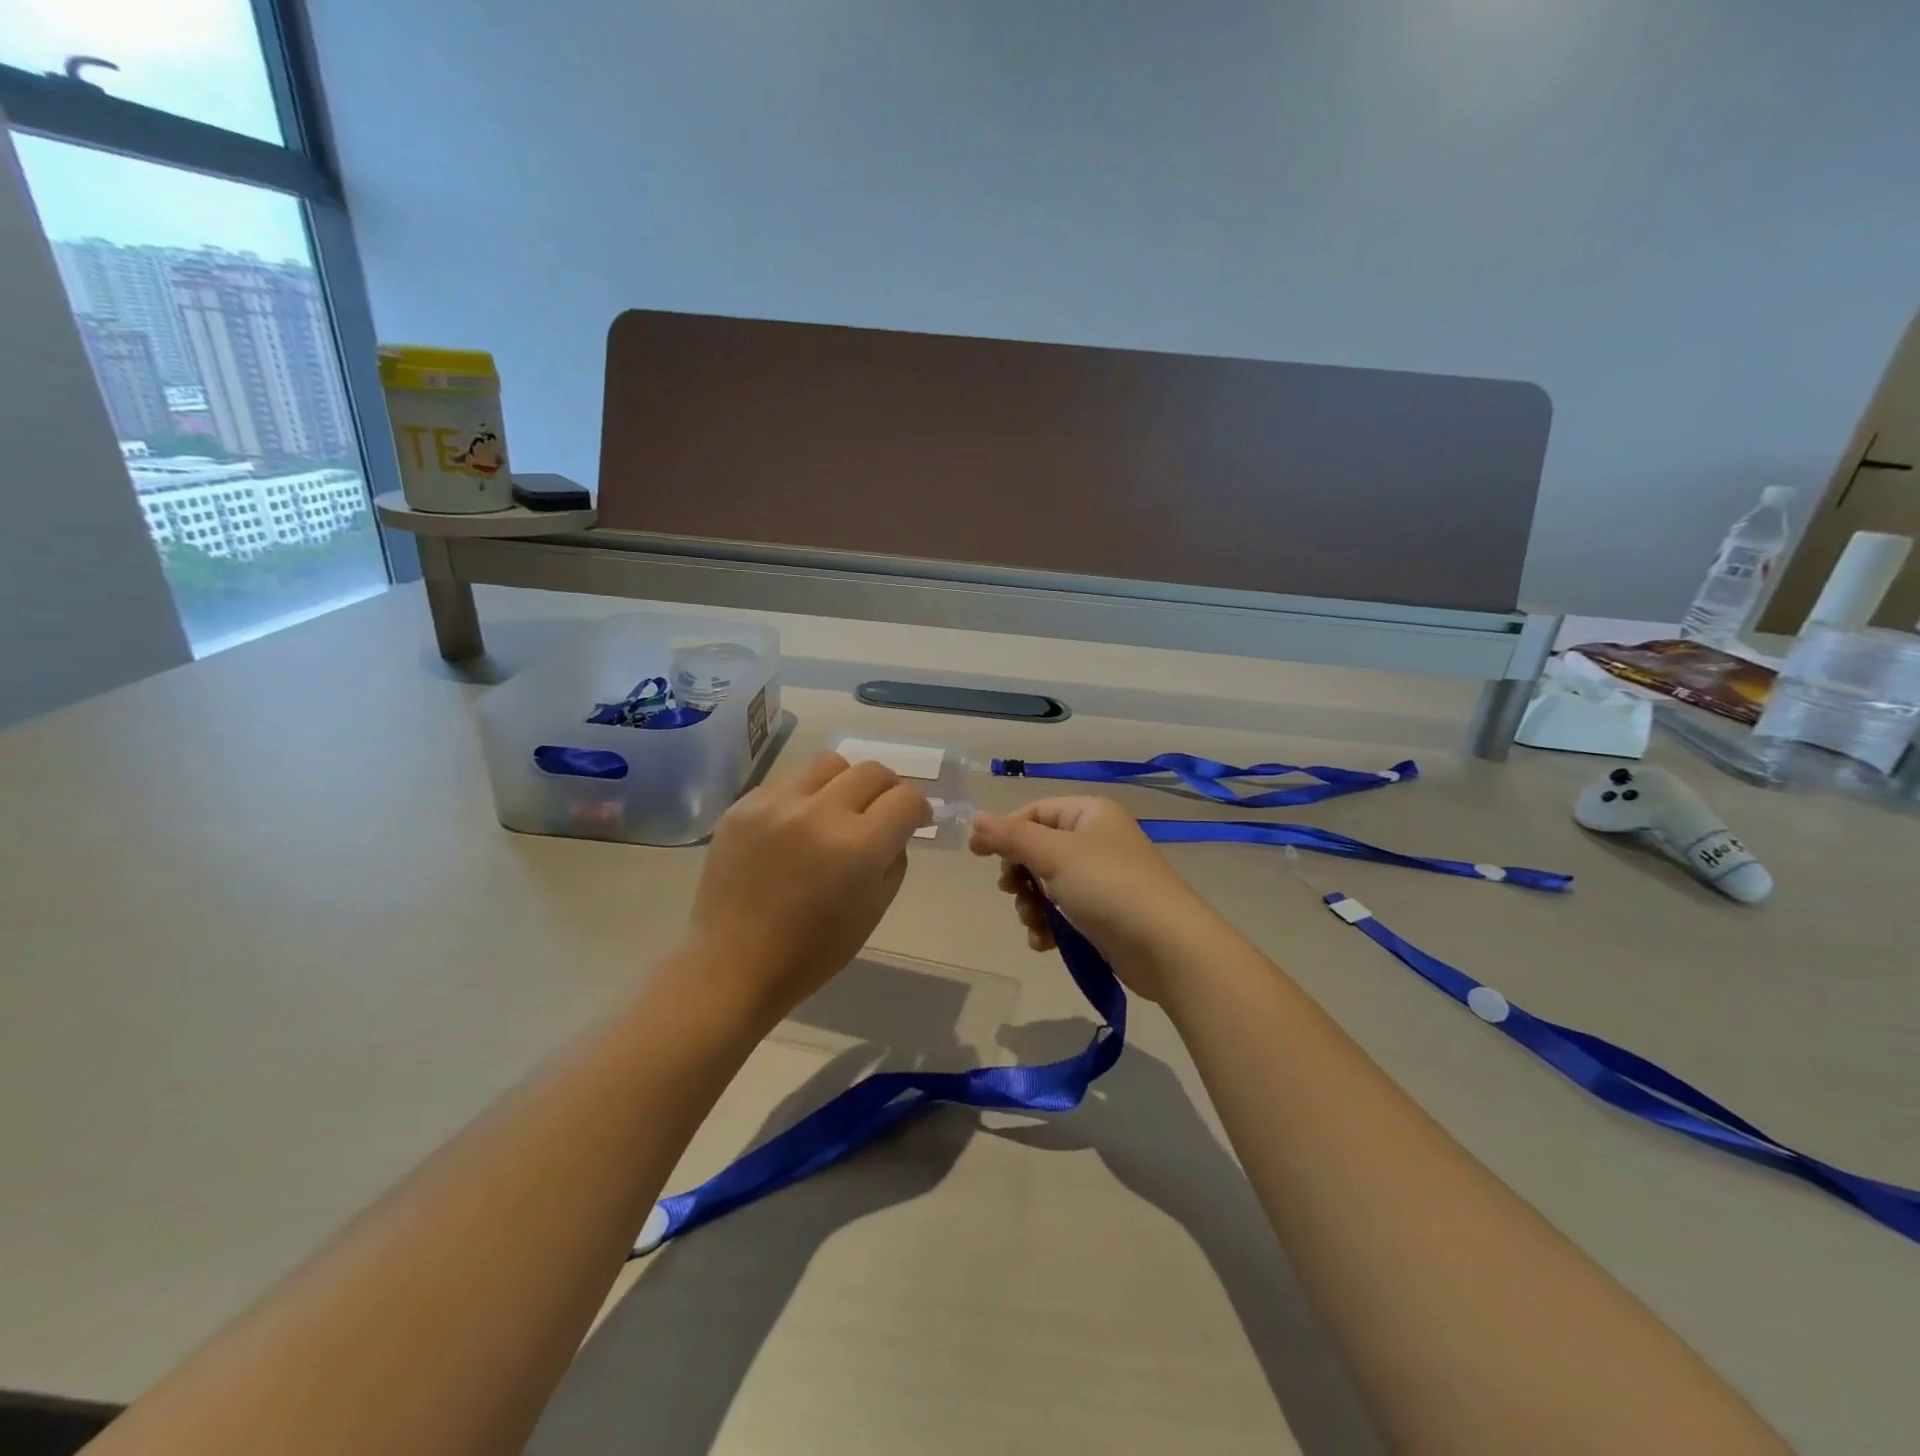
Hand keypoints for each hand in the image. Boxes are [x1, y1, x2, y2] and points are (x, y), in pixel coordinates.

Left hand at [685, 751, 930, 1023]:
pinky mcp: (743, 805)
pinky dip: (804, 798)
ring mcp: (776, 804)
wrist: (733, 964)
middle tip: (881, 812)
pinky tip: (795, 829)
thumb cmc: (813, 950)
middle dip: (887, 789)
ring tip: (836, 812)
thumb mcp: (874, 909)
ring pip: (829, 764)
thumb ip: (894, 857)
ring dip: (845, 784)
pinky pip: (788, 782)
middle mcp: (819, 813)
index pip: (906, 798)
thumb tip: (896, 827)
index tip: (914, 821)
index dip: (918, 809)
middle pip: (872, 770)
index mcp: (858, 847)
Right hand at [969, 797, 1209, 999]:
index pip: (1034, 812)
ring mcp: (1101, 878)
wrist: (1167, 947)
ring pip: (1047, 884)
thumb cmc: (1108, 887)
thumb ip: (1011, 836)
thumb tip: (975, 819)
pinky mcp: (1104, 913)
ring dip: (1032, 905)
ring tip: (1035, 924)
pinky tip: (1044, 943)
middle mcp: (1096, 840)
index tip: (979, 856)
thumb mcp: (1054, 855)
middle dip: (1020, 875)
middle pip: (1038, 849)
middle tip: (1013, 892)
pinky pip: (1063, 911)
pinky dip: (1049, 925)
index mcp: (1089, 813)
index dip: (1005, 831)